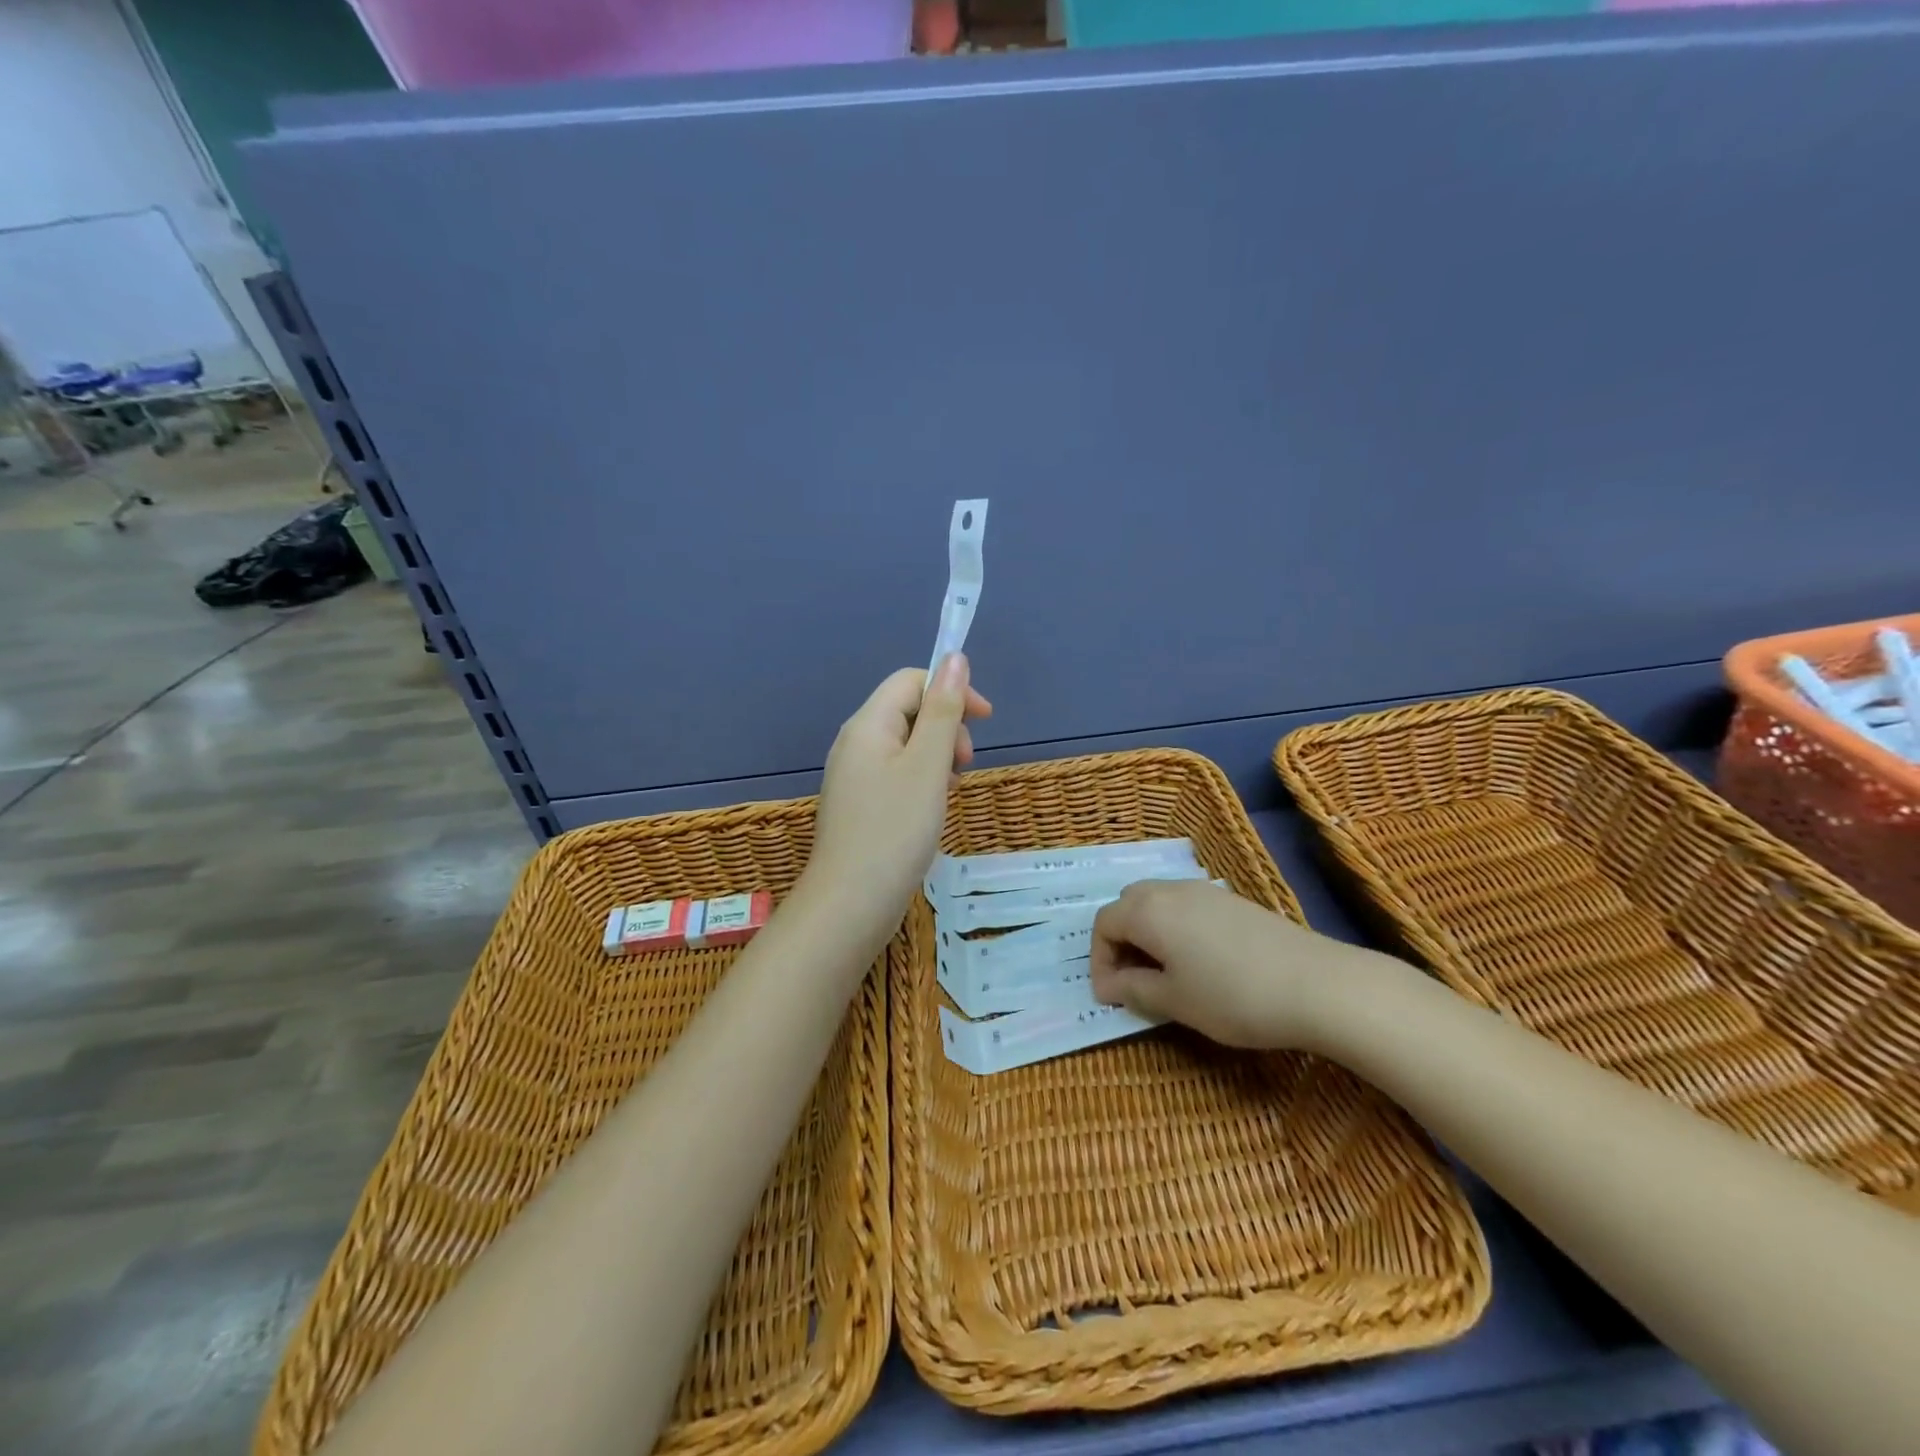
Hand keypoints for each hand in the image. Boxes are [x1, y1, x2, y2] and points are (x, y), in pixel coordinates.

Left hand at [803, 654, 991, 937]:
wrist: (850, 904)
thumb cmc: (895, 831)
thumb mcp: (928, 765)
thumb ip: (943, 710)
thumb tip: (954, 658)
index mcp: (867, 725)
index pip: (911, 681)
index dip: (951, 690)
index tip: (985, 721)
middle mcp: (855, 743)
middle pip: (907, 710)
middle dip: (946, 727)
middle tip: (964, 766)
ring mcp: (854, 776)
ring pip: (905, 745)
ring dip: (937, 756)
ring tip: (950, 790)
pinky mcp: (859, 805)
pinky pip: (896, 774)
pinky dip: (921, 781)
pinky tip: (931, 809)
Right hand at [1089, 879, 1365, 1049]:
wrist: (1317, 984)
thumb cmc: (1232, 996)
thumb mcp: (1174, 1001)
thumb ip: (1134, 989)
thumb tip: (1112, 985)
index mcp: (1147, 910)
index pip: (1104, 924)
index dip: (1099, 960)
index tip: (1110, 997)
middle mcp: (1170, 890)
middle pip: (1128, 904)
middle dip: (1120, 939)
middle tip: (1130, 979)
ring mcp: (1204, 891)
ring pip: (1157, 902)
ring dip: (1147, 932)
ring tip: (1162, 972)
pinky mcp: (1232, 901)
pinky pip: (1185, 906)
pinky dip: (1174, 927)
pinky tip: (1197, 961)